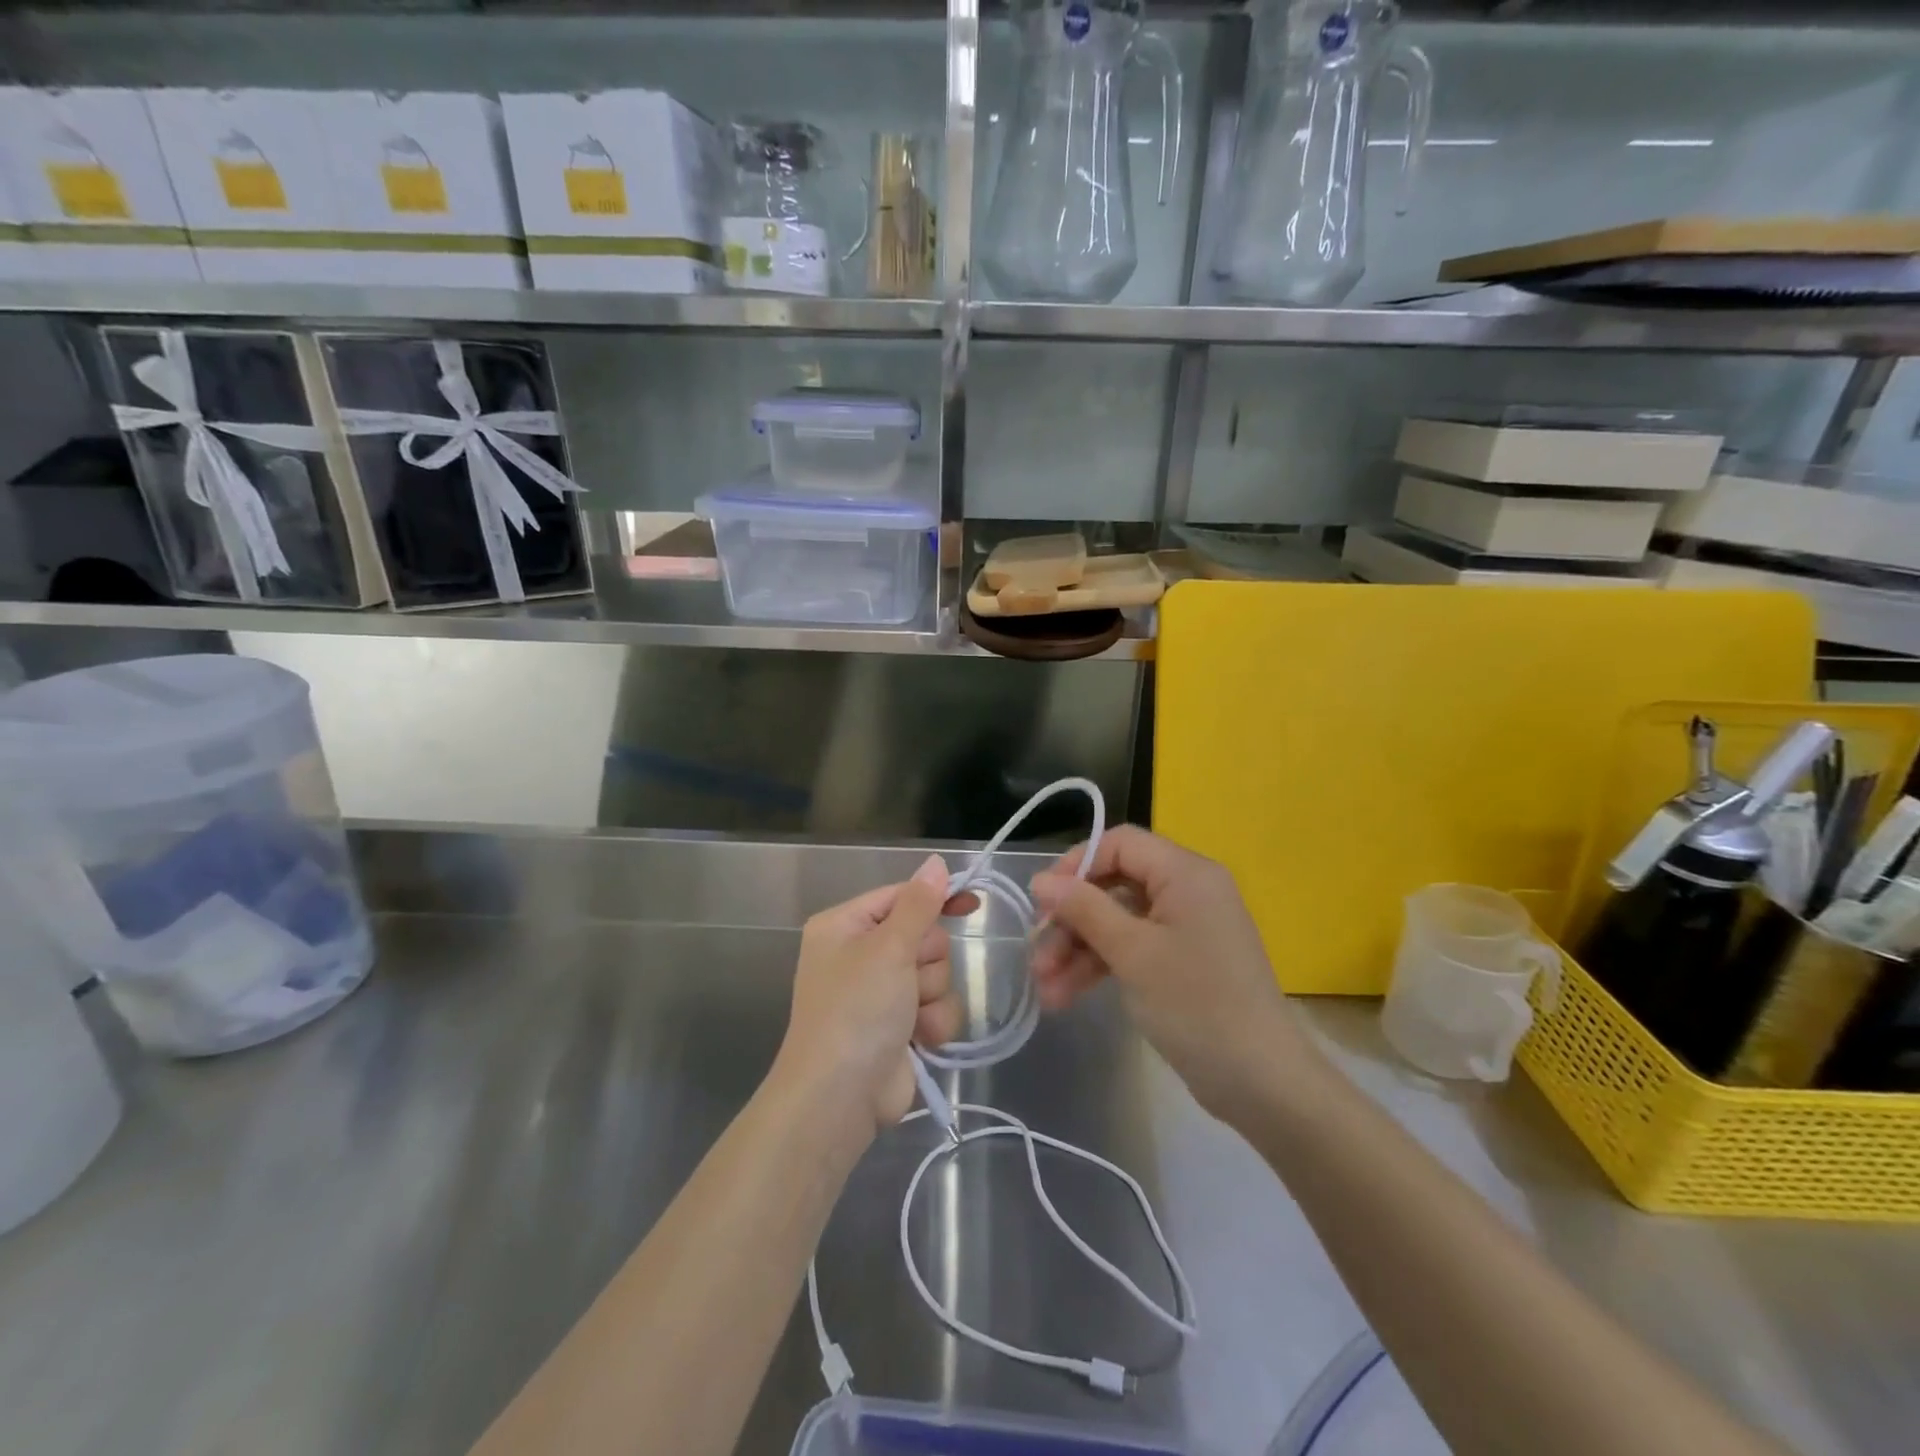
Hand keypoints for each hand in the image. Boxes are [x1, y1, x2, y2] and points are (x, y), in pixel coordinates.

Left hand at [777, 854, 968, 1136]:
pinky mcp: (900, 1026)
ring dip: (931, 996)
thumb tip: (936, 862)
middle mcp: (861, 954)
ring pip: (935, 974)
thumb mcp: (888, 948)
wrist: (840, 1097)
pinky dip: (933, 1023)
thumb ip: (918, 904)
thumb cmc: (856, 1010)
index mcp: (845, 926)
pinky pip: (936, 1008)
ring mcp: (880, 993)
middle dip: (926, 961)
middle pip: (924, 937)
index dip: (935, 898)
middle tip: (908, 981)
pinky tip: (917, 1040)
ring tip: (909, 1017)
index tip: (972, 903)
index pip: (900, 897)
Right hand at [1030, 826, 1312, 1121]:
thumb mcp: (1132, 952)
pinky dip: (1100, 967)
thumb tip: (1040, 879)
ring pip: (1117, 922)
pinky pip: (1132, 948)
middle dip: (1071, 921)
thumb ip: (1084, 909)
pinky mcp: (1181, 962)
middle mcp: (1187, 890)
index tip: (1041, 899)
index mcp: (1185, 873)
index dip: (1076, 864)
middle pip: (1113, 886)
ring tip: (1044, 989)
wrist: (1262, 1083)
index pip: (1120, 844)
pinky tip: (1065, 997)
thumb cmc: (1196, 1004)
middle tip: (1036, 954)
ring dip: (1078, 950)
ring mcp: (1185, 928)